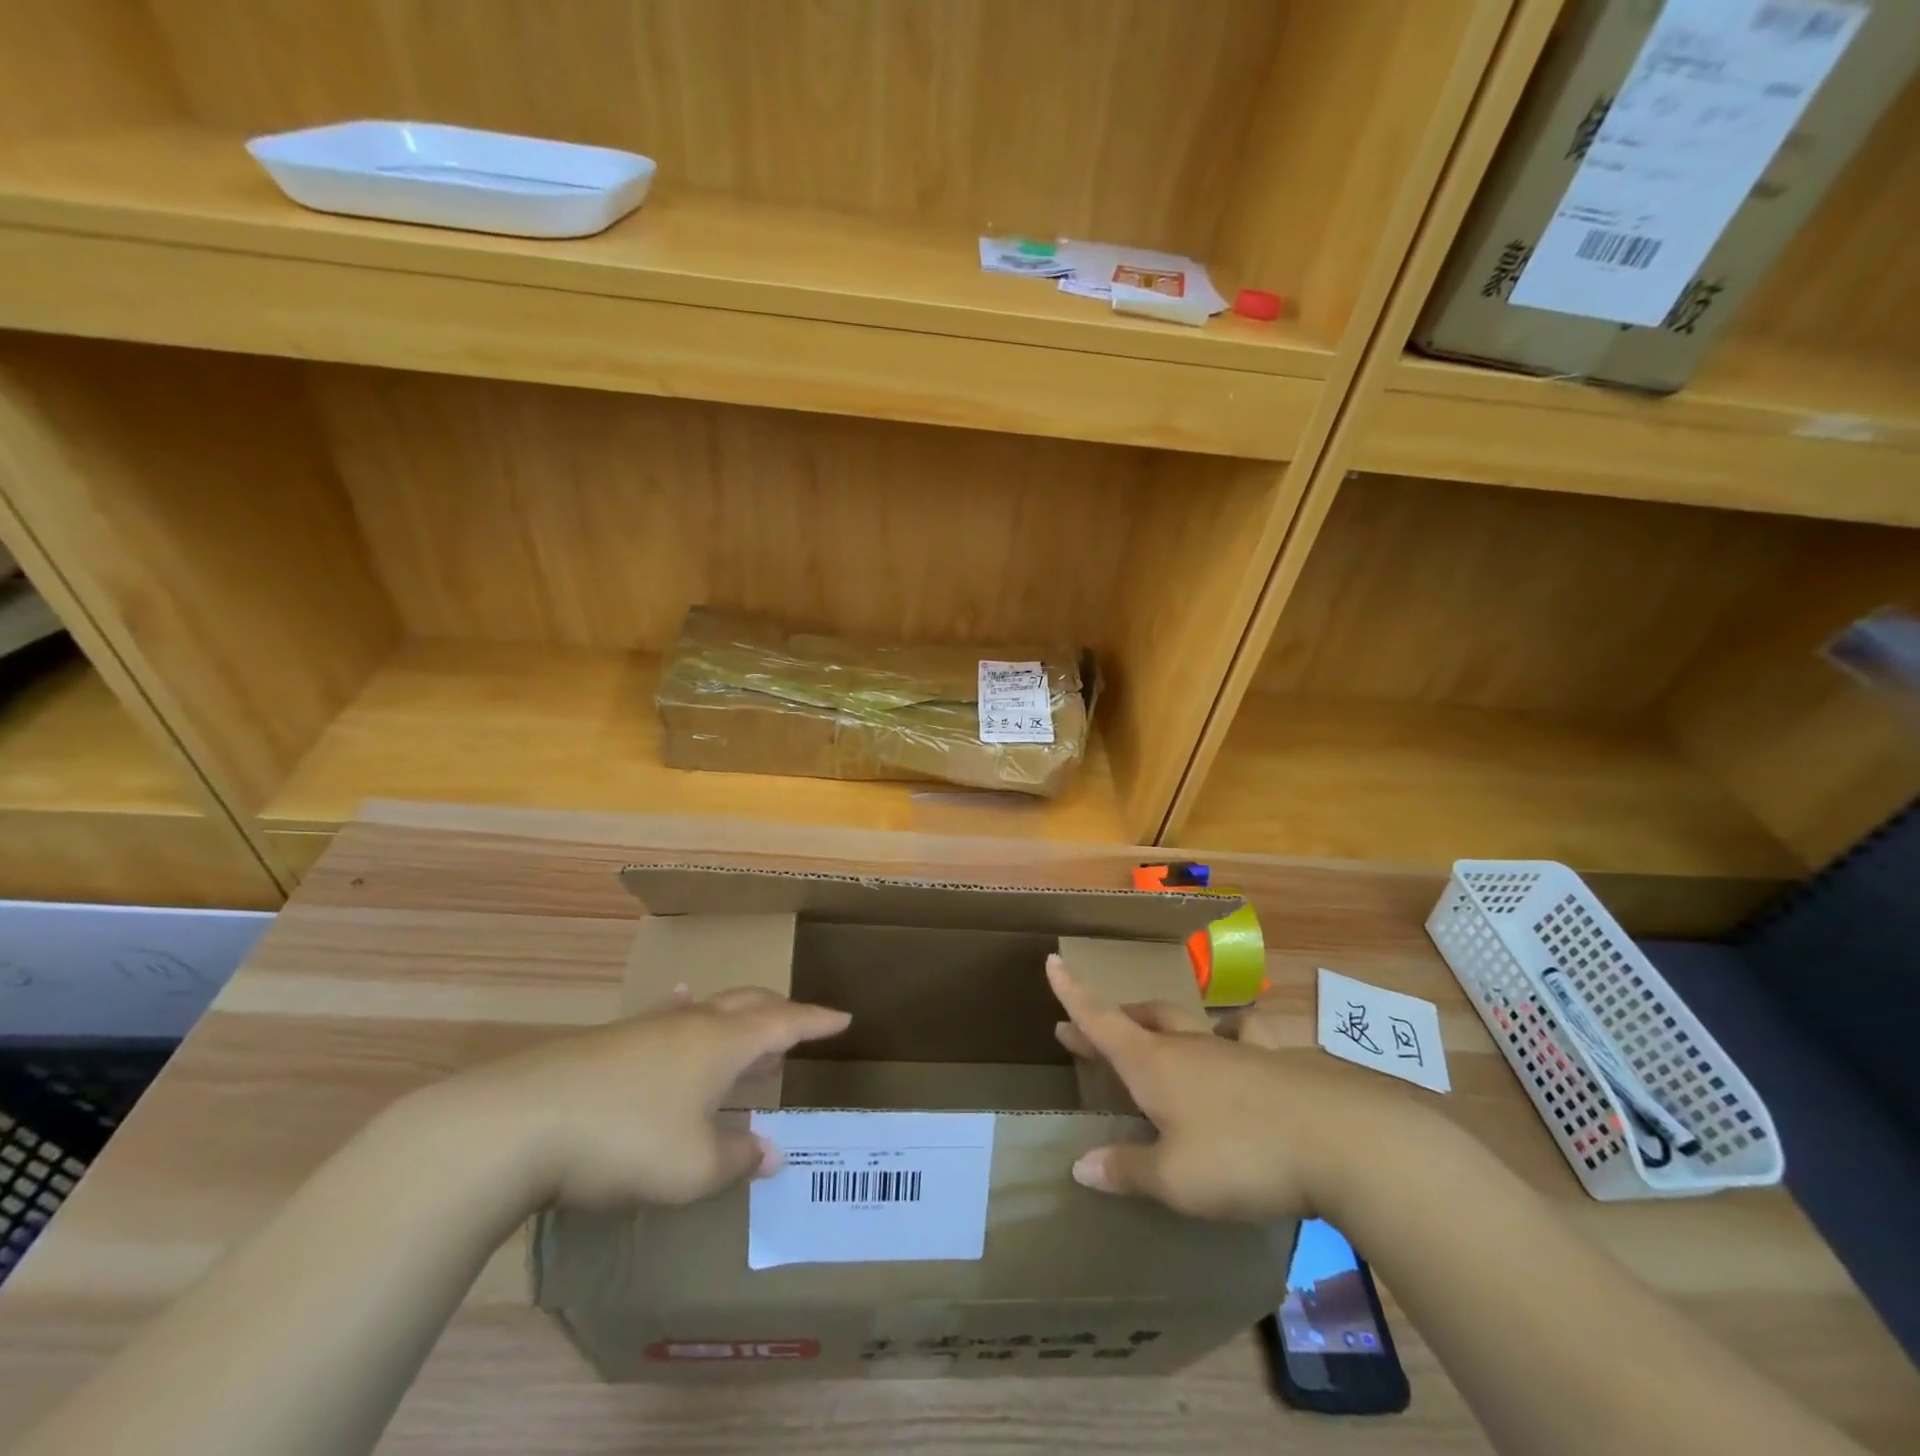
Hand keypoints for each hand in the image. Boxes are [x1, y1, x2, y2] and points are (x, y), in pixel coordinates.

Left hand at [404, 986, 849, 1211]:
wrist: (520, 1122)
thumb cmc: (625, 1141)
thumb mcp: (692, 1168)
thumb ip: (738, 1159)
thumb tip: (771, 1153)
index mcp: (724, 1042)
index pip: (785, 1022)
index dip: (816, 1022)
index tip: (843, 1017)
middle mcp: (693, 1023)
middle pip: (749, 1004)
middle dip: (781, 1013)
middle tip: (801, 1026)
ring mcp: (650, 1027)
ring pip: (709, 1008)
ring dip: (737, 1018)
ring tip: (749, 1026)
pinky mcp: (612, 1041)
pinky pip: (668, 1016)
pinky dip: (687, 1012)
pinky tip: (678, 1002)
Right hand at [1048, 954, 1412, 1220]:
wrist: (1339, 1139)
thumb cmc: (1242, 1156)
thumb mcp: (1175, 1179)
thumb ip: (1127, 1170)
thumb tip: (1080, 1165)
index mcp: (1153, 1065)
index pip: (1101, 1019)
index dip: (1073, 994)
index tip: (1052, 961)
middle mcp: (1186, 1046)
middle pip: (1137, 1021)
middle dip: (1105, 1022)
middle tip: (1079, 1030)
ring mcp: (1231, 1048)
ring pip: (1182, 1023)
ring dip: (1155, 1025)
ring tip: (1148, 1032)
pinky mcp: (1272, 1060)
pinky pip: (1243, 1037)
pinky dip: (1230, 1035)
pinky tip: (1238, 1040)